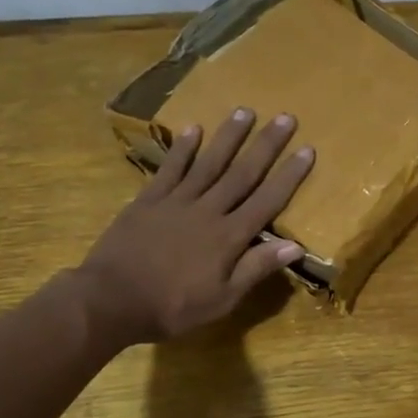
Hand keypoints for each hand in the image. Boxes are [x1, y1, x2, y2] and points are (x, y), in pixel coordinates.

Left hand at [75, 108, 314, 348]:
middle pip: (242, 173)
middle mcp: (208, 211)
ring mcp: (176, 202)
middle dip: (266, 145)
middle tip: (285, 117)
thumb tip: (295, 246)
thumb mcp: (222, 299)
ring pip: (208, 163)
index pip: (267, 201)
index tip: (307, 150)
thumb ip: (255, 268)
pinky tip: (193, 129)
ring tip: (245, 110)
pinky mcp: (148, 200)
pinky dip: (182, 149)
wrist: (110, 301)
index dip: (289, 176)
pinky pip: (169, 169)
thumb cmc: (172, 307)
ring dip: (228, 136)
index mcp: (229, 237)